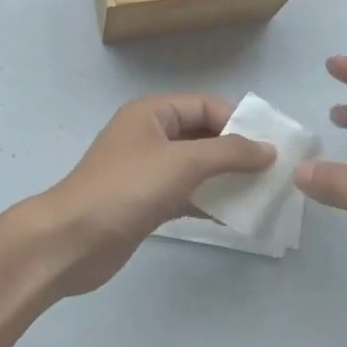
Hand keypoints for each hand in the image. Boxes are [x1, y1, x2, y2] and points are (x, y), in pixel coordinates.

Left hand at [33, 95, 274, 295]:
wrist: (73, 240)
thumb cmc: (127, 189)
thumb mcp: (182, 162)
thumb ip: (229, 153)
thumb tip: (268, 149)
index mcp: (152, 113)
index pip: (205, 106)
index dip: (239, 123)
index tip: (272, 147)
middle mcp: (149, 136)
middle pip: (202, 135)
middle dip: (236, 152)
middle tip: (273, 172)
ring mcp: (146, 171)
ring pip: (195, 167)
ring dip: (226, 179)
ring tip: (263, 194)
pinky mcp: (145, 202)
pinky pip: (185, 194)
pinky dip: (208, 202)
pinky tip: (236, 217)